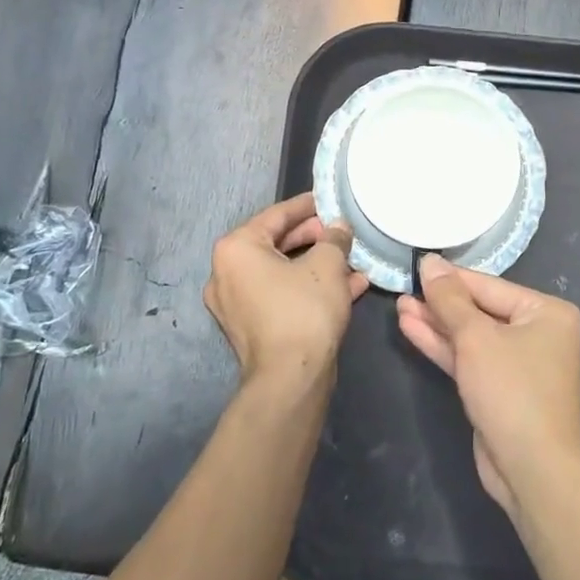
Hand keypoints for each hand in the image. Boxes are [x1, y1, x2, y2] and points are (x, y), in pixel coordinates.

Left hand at [204, 194, 366, 387]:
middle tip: (343, 232)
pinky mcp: (251, 328)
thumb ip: (334, 238)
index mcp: (236, 249)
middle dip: (315, 238)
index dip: (307, 205)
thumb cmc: (304, 309)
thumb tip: (338, 228)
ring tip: (352, 260)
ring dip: (318, 266)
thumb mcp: (327, 264)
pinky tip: (349, 287)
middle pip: (277, 243)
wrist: (290, 379)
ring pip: (283, 273)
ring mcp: (236, 304)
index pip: (276, 215)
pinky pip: (282, 296)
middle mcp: (226, 273)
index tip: (329, 200)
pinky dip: (310, 289)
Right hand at [395, 257, 579, 517]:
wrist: (532, 469)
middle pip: (481, 310)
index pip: (490, 286)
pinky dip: (444, 347)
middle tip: (403, 289)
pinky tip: (412, 329)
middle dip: (440, 304)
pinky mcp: (501, 391)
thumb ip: (450, 299)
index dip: (451, 278)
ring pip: (472, 337)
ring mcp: (520, 364)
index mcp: (547, 312)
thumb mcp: (476, 337)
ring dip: (437, 324)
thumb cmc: (511, 389)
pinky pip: (471, 359)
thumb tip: (431, 262)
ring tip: (400, 307)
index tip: (417, 265)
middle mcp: (539, 333)